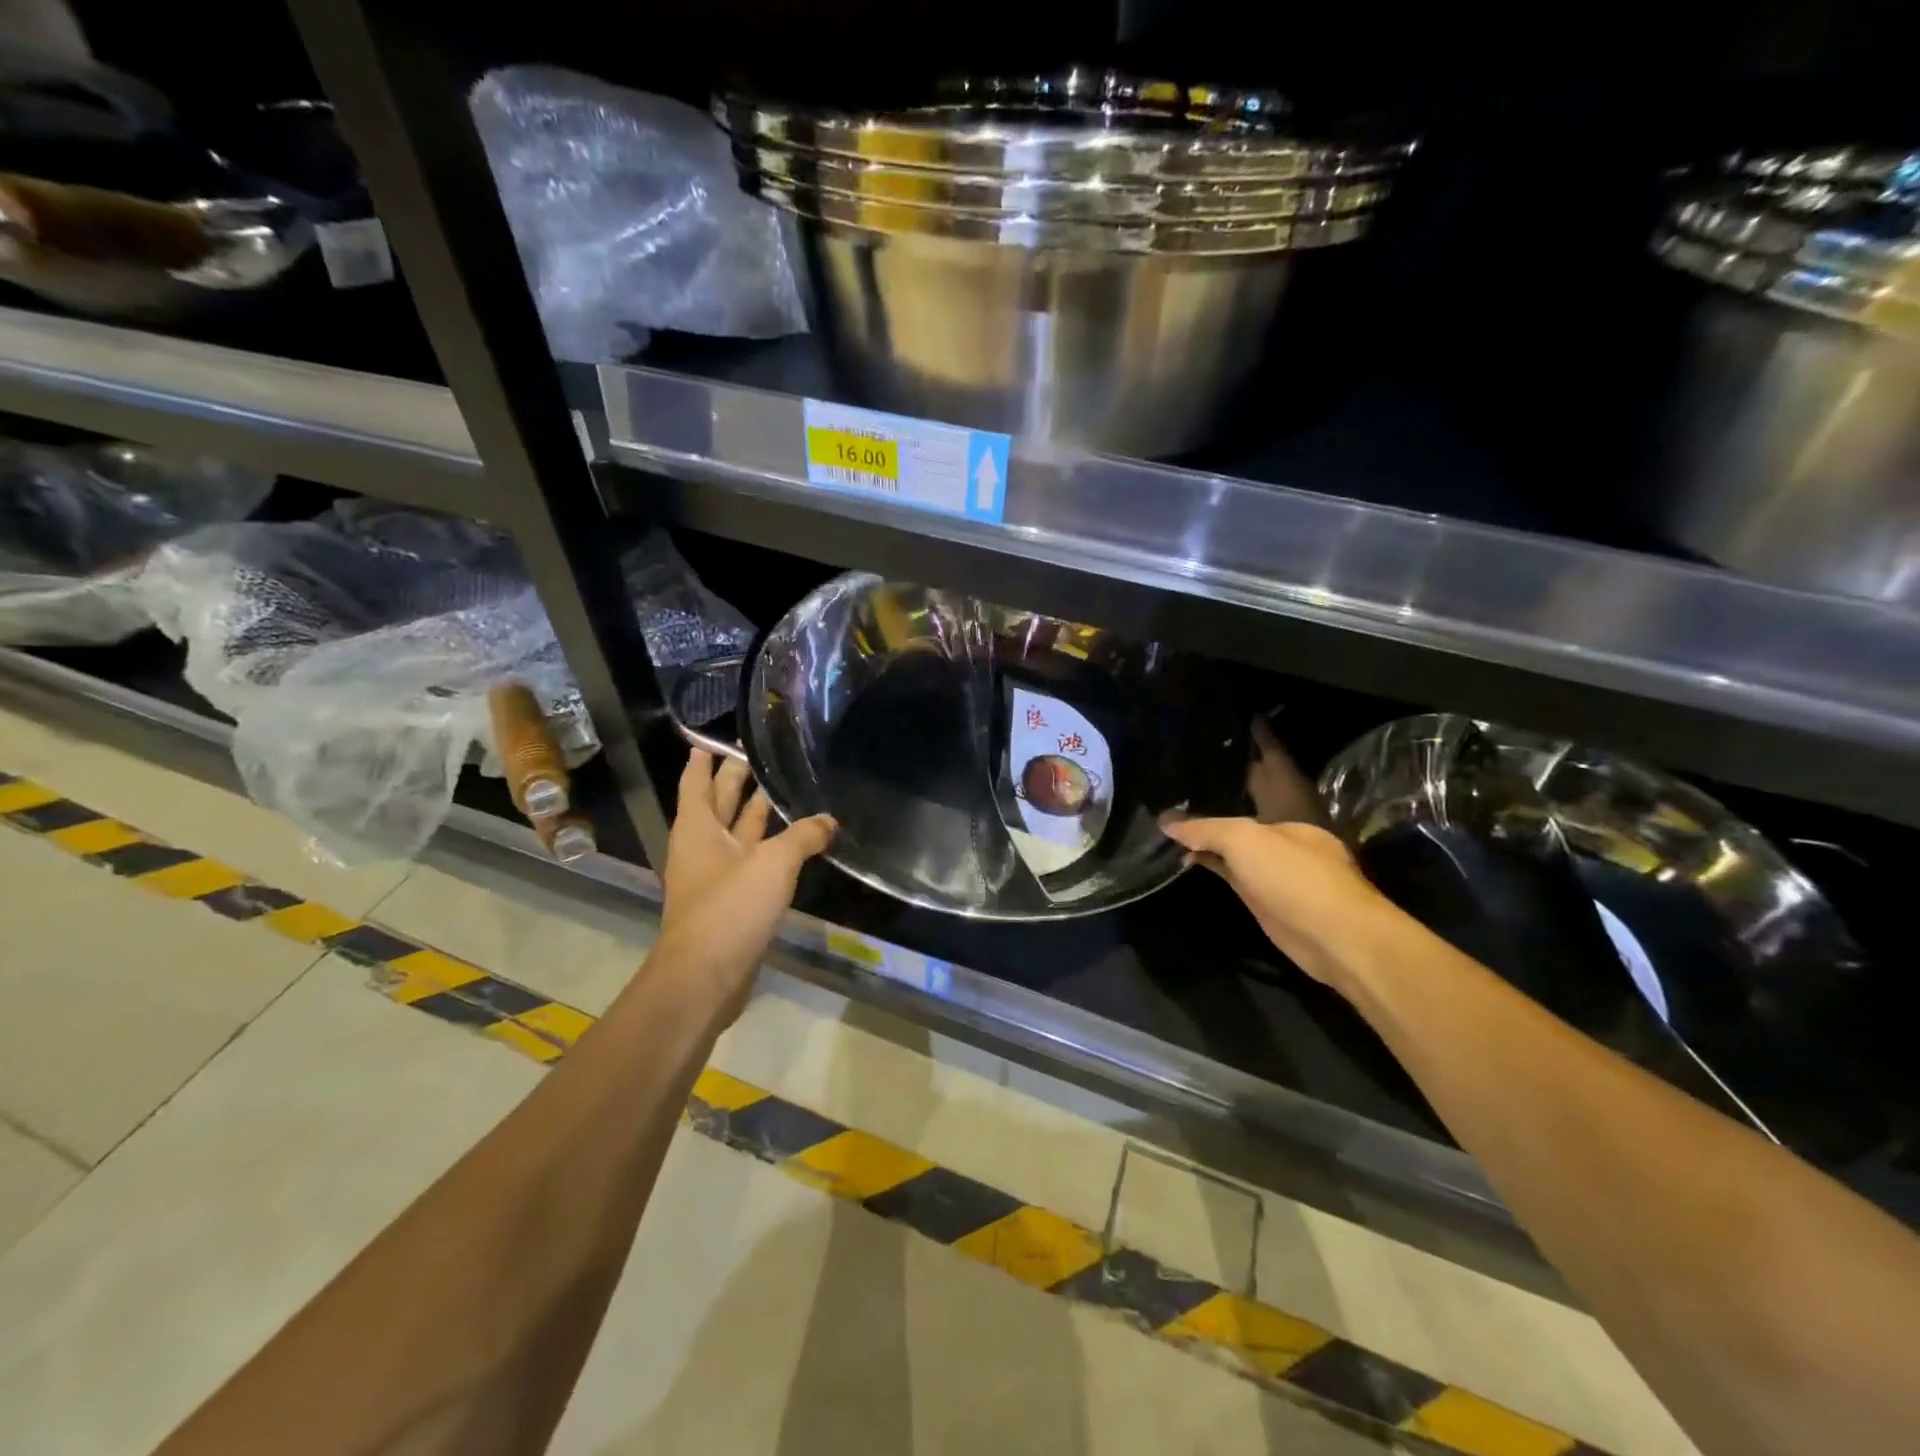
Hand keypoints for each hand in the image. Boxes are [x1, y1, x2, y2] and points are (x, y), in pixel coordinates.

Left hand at [654, 749, 835, 1016]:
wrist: (705, 977)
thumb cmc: (730, 908)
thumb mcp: (773, 863)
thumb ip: (803, 837)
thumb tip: (830, 820)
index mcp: (699, 829)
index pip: (696, 783)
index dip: (704, 760)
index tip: (712, 739)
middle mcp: (702, 848)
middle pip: (717, 804)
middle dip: (733, 780)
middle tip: (755, 753)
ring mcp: (715, 877)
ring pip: (736, 833)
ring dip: (753, 813)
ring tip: (779, 789)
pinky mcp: (731, 902)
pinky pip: (750, 862)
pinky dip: (767, 847)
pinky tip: (792, 842)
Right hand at [1162, 718, 1386, 991]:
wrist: (1330, 935)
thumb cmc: (1295, 875)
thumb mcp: (1244, 839)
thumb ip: (1202, 827)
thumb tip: (1165, 820)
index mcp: (1288, 801)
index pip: (1270, 758)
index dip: (1256, 737)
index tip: (1237, 716)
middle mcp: (1279, 822)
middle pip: (1247, 792)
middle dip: (1223, 776)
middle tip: (1187, 755)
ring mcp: (1267, 854)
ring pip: (1230, 827)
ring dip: (1205, 817)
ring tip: (1171, 795)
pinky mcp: (1255, 883)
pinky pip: (1222, 860)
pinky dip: (1201, 854)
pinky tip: (1177, 848)